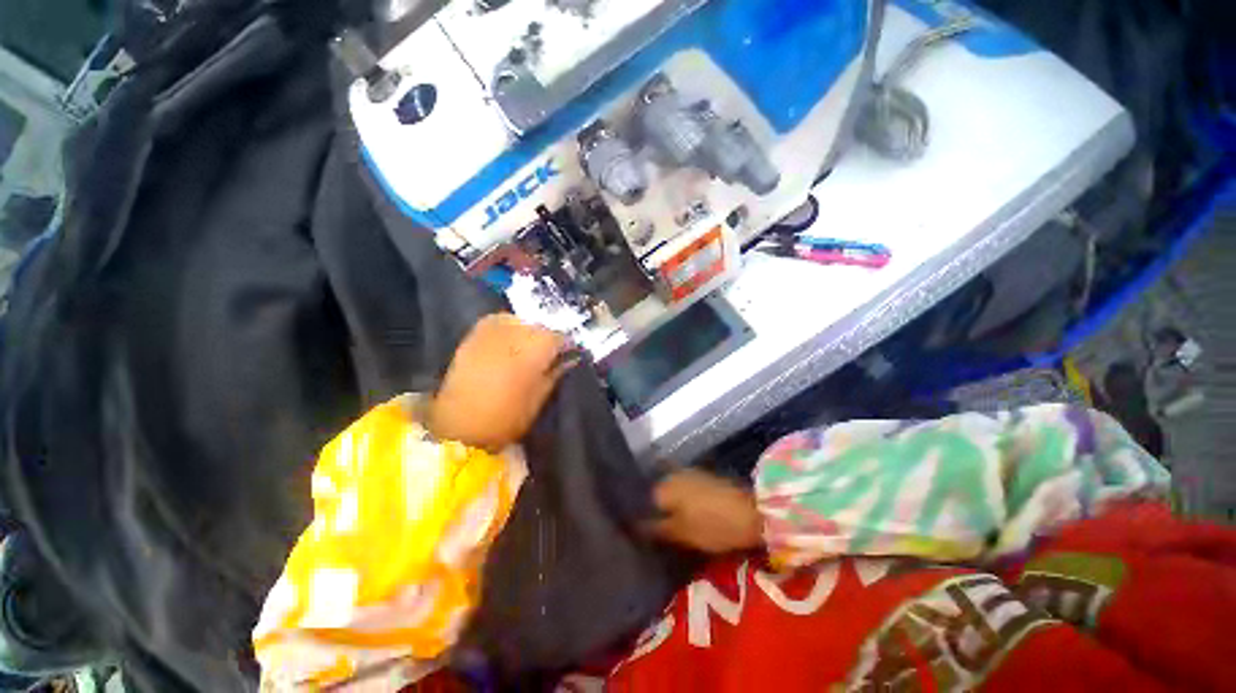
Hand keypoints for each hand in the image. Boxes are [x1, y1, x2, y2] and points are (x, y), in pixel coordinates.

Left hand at [427, 313, 571, 451]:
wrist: (457, 425)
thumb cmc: (508, 415)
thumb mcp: (540, 396)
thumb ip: (556, 372)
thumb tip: (569, 358)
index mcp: (539, 344)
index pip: (561, 336)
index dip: (566, 346)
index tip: (567, 356)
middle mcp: (517, 328)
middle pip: (540, 326)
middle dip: (546, 338)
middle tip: (546, 355)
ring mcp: (493, 328)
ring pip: (519, 322)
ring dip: (526, 333)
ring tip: (524, 351)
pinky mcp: (473, 333)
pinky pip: (498, 323)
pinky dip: (506, 332)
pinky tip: (506, 347)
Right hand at [649, 469, 763, 553]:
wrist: (752, 512)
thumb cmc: (713, 525)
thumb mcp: (682, 533)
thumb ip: (657, 529)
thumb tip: (634, 526)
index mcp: (664, 486)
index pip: (644, 500)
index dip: (646, 517)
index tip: (649, 533)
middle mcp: (674, 474)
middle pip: (659, 493)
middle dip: (659, 509)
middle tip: (662, 531)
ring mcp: (691, 473)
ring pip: (673, 490)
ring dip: (672, 505)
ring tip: (676, 525)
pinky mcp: (706, 477)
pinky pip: (687, 489)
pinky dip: (685, 501)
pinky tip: (690, 514)